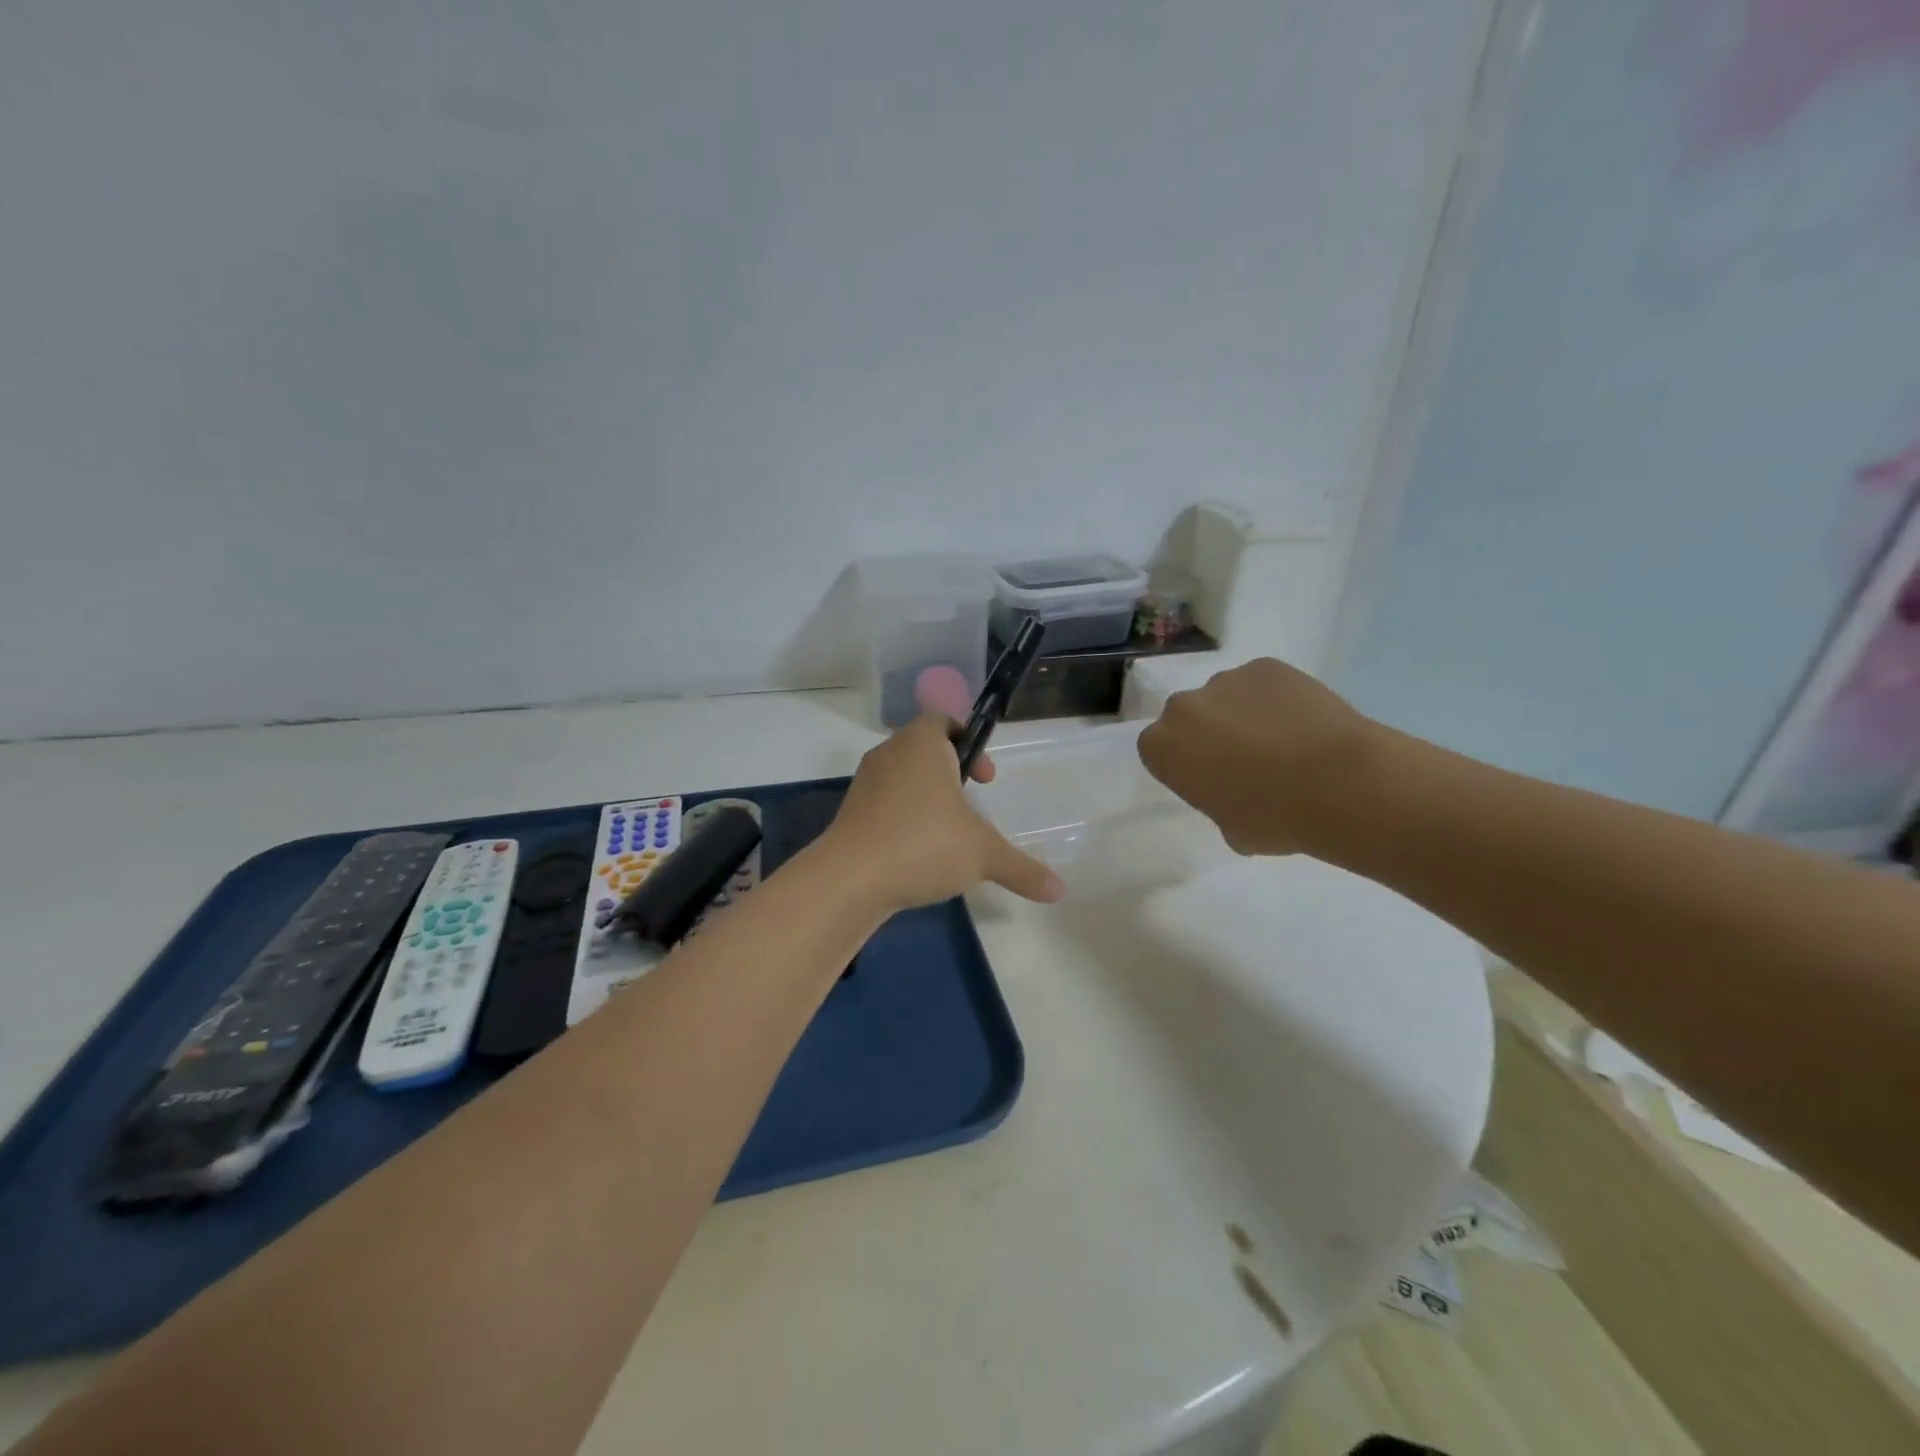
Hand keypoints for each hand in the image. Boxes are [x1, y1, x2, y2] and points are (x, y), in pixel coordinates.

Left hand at [821, 714, 1066, 911]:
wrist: (850, 878)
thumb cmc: (924, 844)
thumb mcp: (983, 855)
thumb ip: (1023, 869)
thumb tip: (1060, 891)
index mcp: (922, 743)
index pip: (944, 720)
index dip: (970, 742)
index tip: (986, 779)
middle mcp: (890, 753)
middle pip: (924, 749)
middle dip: (951, 773)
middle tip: (972, 805)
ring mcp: (865, 783)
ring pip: (903, 778)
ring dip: (927, 798)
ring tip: (948, 833)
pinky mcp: (850, 812)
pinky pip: (885, 804)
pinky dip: (904, 819)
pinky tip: (919, 854)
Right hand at [1137, 658, 1377, 856]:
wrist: (1338, 783)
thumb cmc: (1274, 818)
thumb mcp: (1232, 830)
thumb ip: (1218, 804)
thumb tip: (1237, 795)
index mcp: (1162, 748)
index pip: (1161, 752)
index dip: (1187, 766)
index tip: (1212, 781)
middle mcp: (1182, 707)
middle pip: (1189, 718)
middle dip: (1209, 734)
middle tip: (1246, 761)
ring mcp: (1225, 680)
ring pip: (1226, 697)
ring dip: (1243, 714)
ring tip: (1284, 741)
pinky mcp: (1265, 666)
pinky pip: (1263, 684)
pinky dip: (1277, 699)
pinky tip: (1304, 723)